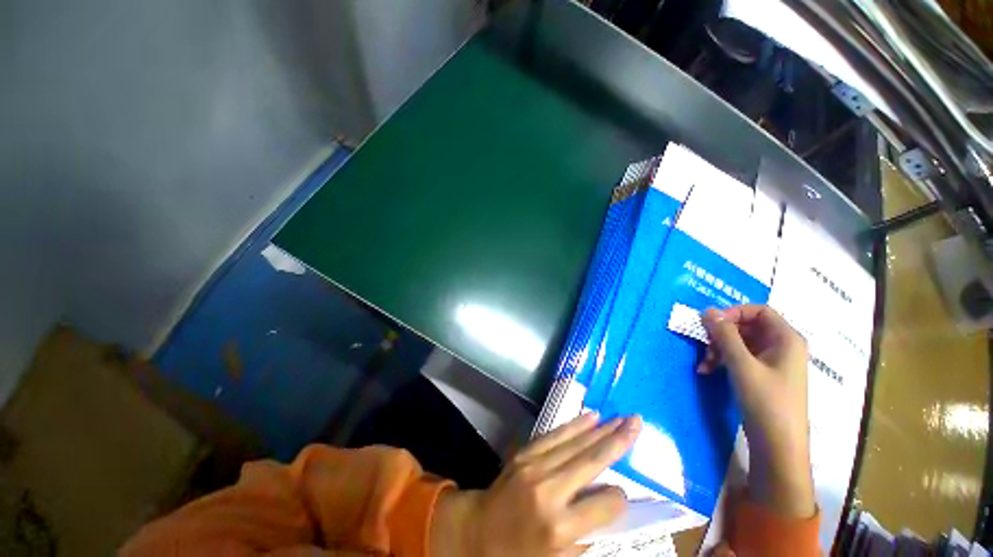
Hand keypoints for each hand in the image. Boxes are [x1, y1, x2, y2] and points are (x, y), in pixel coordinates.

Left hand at [432, 413, 641, 555]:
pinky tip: (590, 417)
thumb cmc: (520, 554)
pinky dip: (575, 426)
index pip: (605, 505)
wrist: (478, 531)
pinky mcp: (525, 454)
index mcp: (559, 529)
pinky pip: (555, 436)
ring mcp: (534, 467)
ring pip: (575, 443)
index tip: (622, 494)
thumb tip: (611, 507)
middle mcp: (549, 491)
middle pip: (591, 462)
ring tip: (621, 418)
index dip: (618, 499)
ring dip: (600, 429)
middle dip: (618, 441)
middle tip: (637, 422)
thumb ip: (587, 536)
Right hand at [699, 305, 814, 517]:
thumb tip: (707, 311)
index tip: (711, 323)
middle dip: (721, 335)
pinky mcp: (762, 376)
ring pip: (740, 343)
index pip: (759, 311)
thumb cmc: (766, 401)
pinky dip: (723, 361)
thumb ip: (724, 335)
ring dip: (718, 349)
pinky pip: (740, 358)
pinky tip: (707, 371)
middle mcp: (782, 346)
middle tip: (704, 346)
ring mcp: (772, 362)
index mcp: (786, 339)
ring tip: (704, 364)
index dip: (733, 312)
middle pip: (747, 327)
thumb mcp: (741, 364)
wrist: (778, 445)